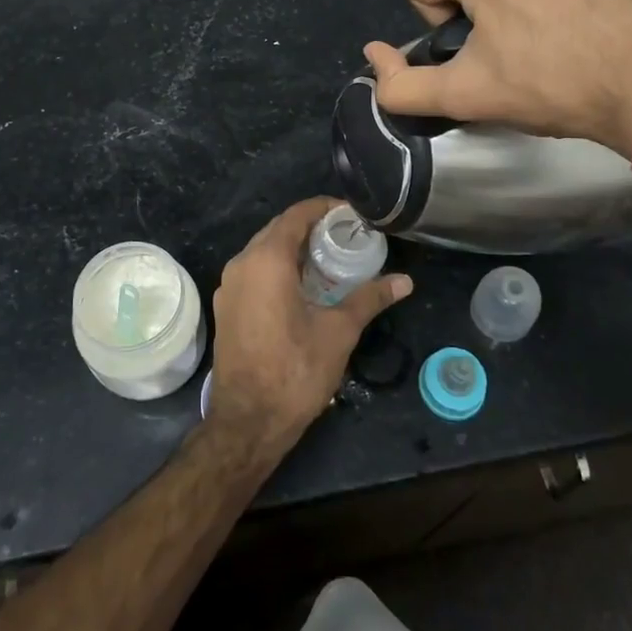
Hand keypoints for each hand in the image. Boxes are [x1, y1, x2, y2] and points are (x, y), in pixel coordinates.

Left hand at [207, 198, 411, 451]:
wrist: (247, 422)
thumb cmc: (295, 371)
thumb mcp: (339, 332)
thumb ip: (370, 299)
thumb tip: (405, 281)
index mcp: (266, 260)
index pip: (296, 216)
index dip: (324, 208)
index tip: (351, 213)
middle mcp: (242, 264)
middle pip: (278, 230)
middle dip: (311, 227)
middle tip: (346, 235)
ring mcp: (229, 286)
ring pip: (263, 251)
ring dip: (294, 248)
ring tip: (329, 258)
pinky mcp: (226, 306)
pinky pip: (254, 272)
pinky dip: (278, 268)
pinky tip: (303, 286)